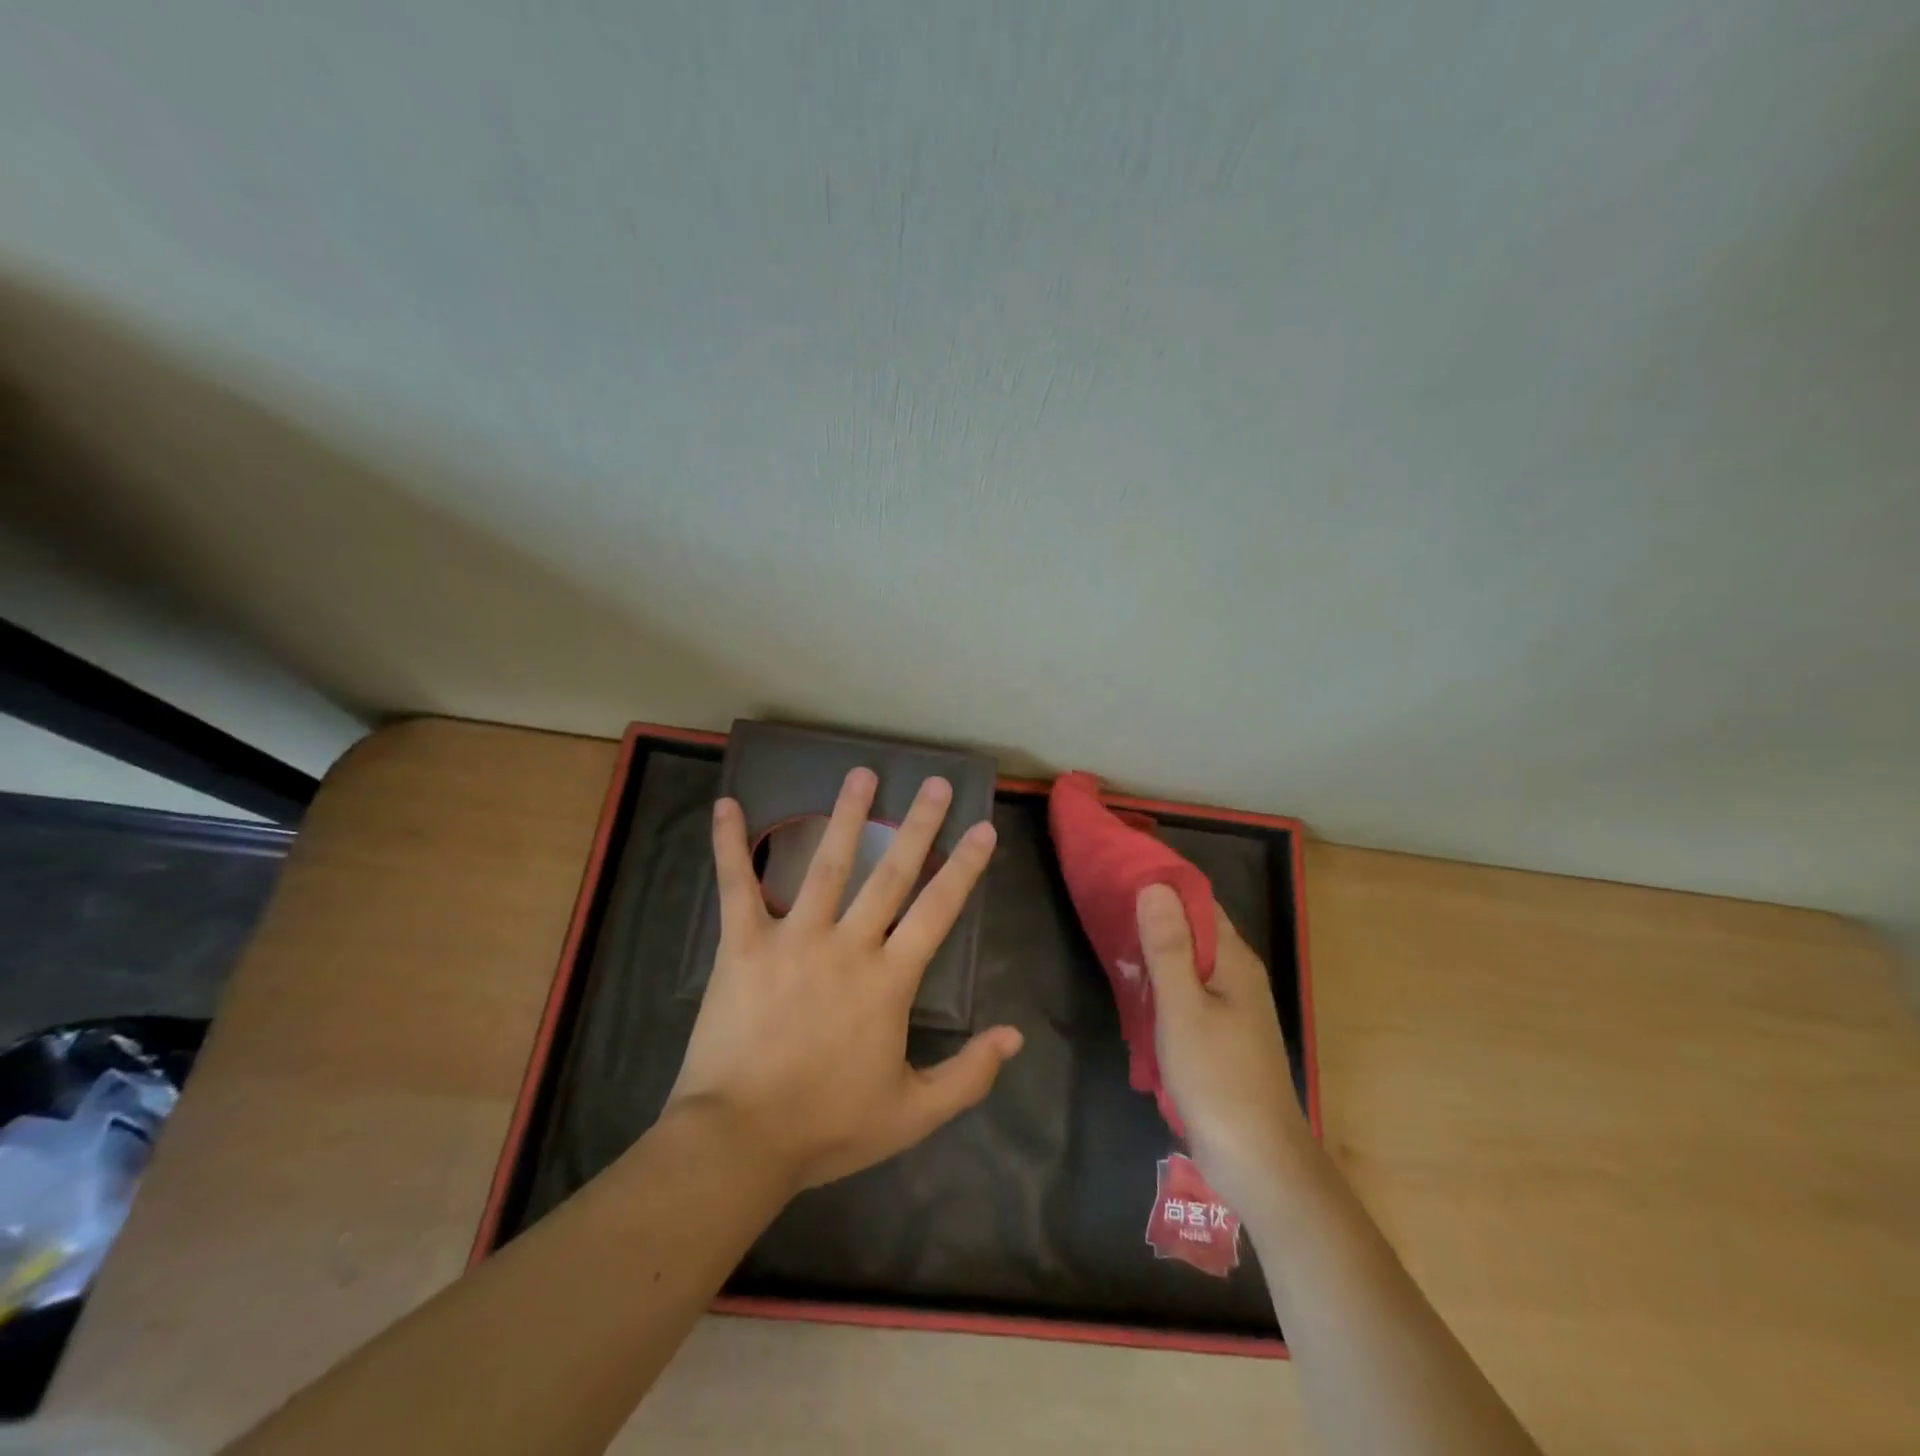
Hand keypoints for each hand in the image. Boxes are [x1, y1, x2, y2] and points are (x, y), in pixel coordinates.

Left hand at [667, 768, 1022, 1191]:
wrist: (739, 1141)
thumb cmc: (827, 1127)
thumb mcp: (912, 1114)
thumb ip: (968, 1075)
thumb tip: (1015, 1036)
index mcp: (889, 980)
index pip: (937, 910)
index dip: (964, 867)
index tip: (982, 827)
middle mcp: (847, 945)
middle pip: (891, 874)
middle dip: (918, 825)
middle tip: (935, 782)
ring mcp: (793, 938)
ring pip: (825, 864)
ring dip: (847, 816)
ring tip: (863, 773)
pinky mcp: (743, 945)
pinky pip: (736, 886)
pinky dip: (729, 844)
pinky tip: (727, 804)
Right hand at [1137, 885, 1307, 1213]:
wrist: (1258, 1161)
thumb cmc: (1218, 1078)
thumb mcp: (1183, 1007)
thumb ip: (1168, 947)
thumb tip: (1155, 885)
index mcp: (1234, 961)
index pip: (1199, 902)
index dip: (1162, 885)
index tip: (1120, 873)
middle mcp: (1237, 976)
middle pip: (1193, 931)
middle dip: (1153, 917)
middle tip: (1104, 907)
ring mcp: (1231, 1009)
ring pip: (1188, 964)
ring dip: (1154, 953)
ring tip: (1110, 942)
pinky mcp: (1221, 1036)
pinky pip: (1187, 994)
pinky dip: (1160, 985)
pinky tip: (1133, 992)